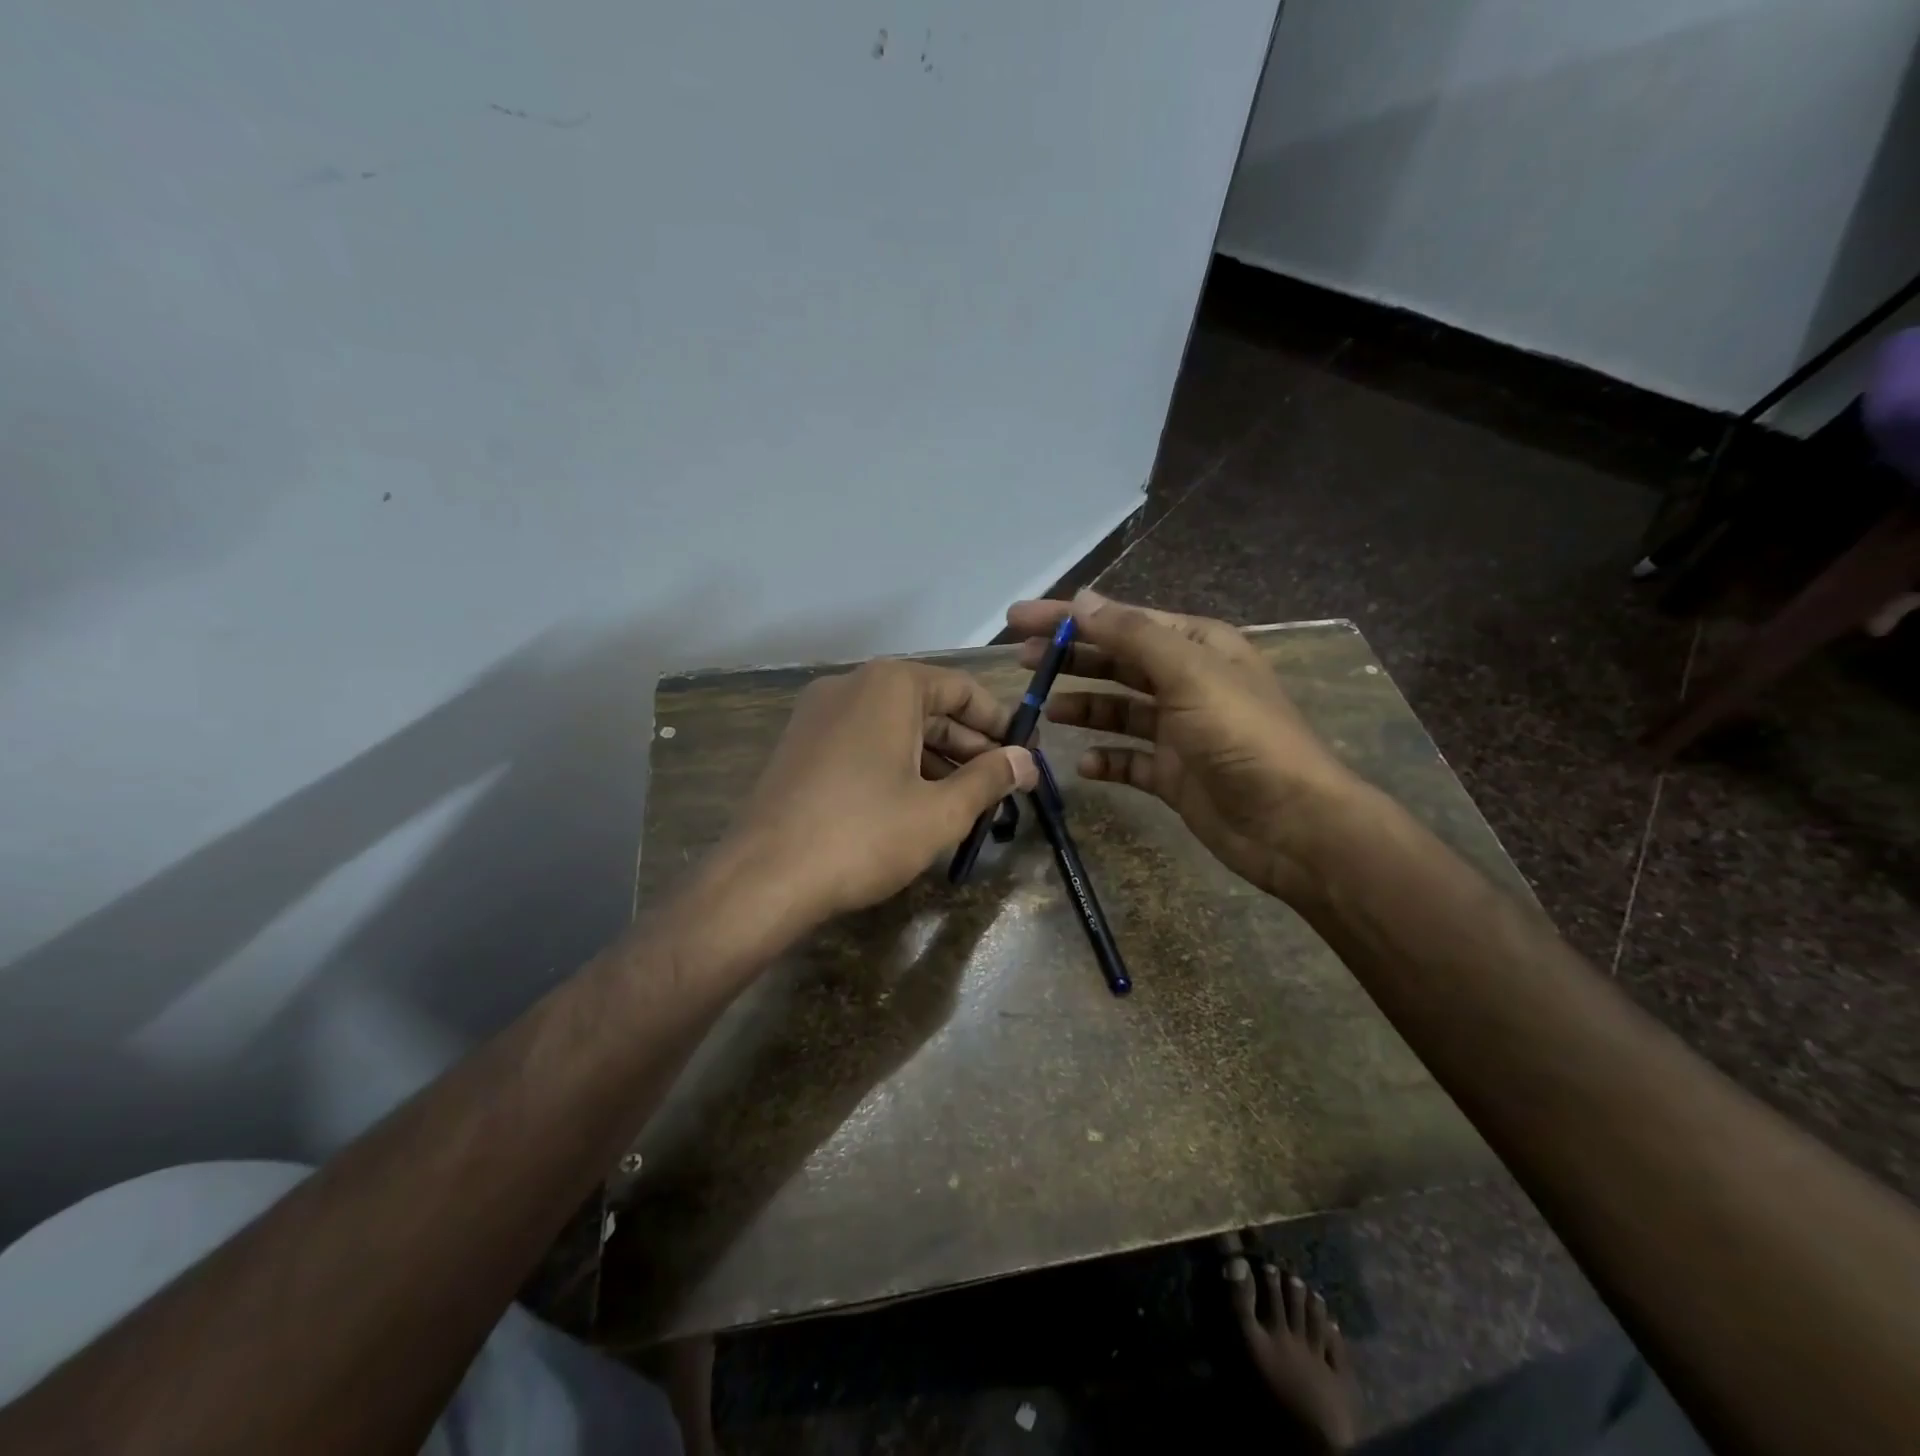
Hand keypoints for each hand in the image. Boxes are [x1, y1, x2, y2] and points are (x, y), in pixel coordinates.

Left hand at [728, 657, 1036, 923]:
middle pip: (928, 707)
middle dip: (970, 746)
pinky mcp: (800, 747)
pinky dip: (898, 765)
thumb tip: (1026, 761)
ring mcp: (819, 715)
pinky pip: (864, 743)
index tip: (1026, 754)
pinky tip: (917, 805)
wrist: (763, 878)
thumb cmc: (864, 835)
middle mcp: (851, 686)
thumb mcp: (940, 811)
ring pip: (895, 728)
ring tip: (967, 802)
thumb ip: (989, 779)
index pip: (961, 689)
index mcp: (889, 686)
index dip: (1000, 722)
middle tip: (1003, 785)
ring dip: (936, 760)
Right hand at [1006, 589, 1360, 902]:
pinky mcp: (1174, 774)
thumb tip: (1083, 599)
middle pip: (1118, 662)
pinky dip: (1106, 760)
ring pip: (1119, 710)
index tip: (1019, 618)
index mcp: (1197, 646)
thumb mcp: (1188, 673)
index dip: (1070, 616)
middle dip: (1071, 659)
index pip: (1122, 621)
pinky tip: (1084, 764)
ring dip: (1084, 707)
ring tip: (1044, 711)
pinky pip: (1130, 760)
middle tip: (1021, 663)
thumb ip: (1133, 635)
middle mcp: (1187, 682)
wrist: (1291, 823)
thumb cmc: (1242, 735)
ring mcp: (1180, 730)